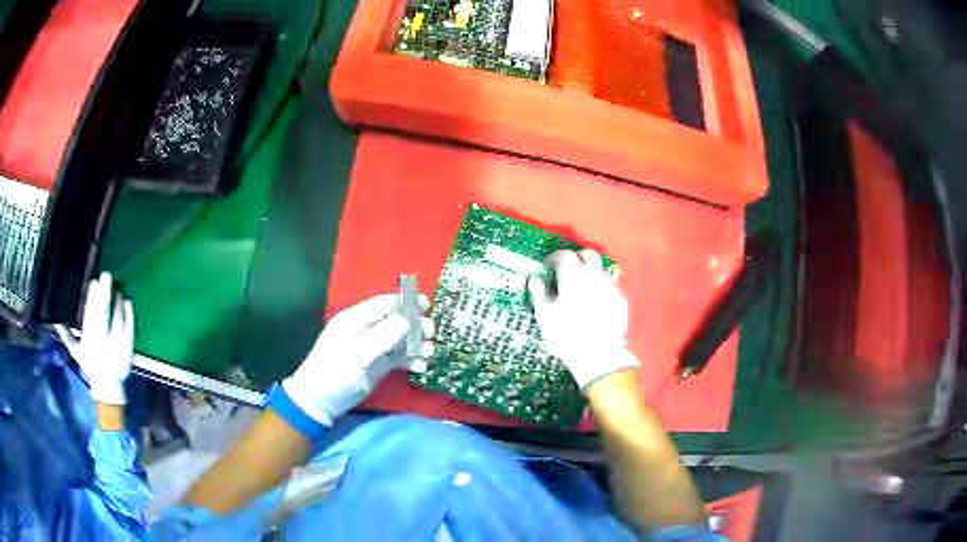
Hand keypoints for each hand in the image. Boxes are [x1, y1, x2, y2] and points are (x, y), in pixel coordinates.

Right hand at [55, 272, 134, 404]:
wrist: (108, 388)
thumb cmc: (90, 365)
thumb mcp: (76, 351)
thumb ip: (66, 335)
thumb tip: (54, 319)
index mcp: (89, 340)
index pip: (90, 317)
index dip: (92, 301)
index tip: (93, 283)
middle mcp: (102, 342)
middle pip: (103, 315)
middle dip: (105, 295)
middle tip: (106, 275)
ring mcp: (116, 346)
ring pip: (117, 320)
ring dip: (117, 302)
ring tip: (117, 288)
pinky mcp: (127, 350)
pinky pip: (129, 330)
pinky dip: (129, 316)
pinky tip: (128, 302)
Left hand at [282, 294, 433, 426]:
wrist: (320, 402)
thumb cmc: (334, 374)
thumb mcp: (357, 355)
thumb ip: (382, 337)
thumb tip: (407, 320)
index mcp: (355, 320)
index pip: (383, 304)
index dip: (405, 302)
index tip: (427, 304)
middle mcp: (366, 330)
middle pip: (396, 321)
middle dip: (415, 326)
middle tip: (431, 334)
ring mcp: (373, 348)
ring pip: (400, 340)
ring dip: (416, 344)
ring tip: (429, 353)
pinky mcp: (378, 365)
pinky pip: (399, 357)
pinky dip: (411, 360)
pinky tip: (421, 367)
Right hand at [528, 249, 637, 390]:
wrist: (599, 354)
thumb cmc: (566, 334)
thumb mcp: (544, 315)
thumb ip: (539, 292)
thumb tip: (536, 278)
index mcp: (573, 276)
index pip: (564, 255)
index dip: (554, 257)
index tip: (548, 266)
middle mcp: (594, 275)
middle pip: (588, 255)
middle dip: (577, 257)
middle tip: (567, 269)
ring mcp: (610, 286)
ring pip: (600, 269)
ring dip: (590, 272)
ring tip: (582, 287)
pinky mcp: (620, 299)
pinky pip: (609, 285)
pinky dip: (600, 288)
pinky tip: (595, 302)